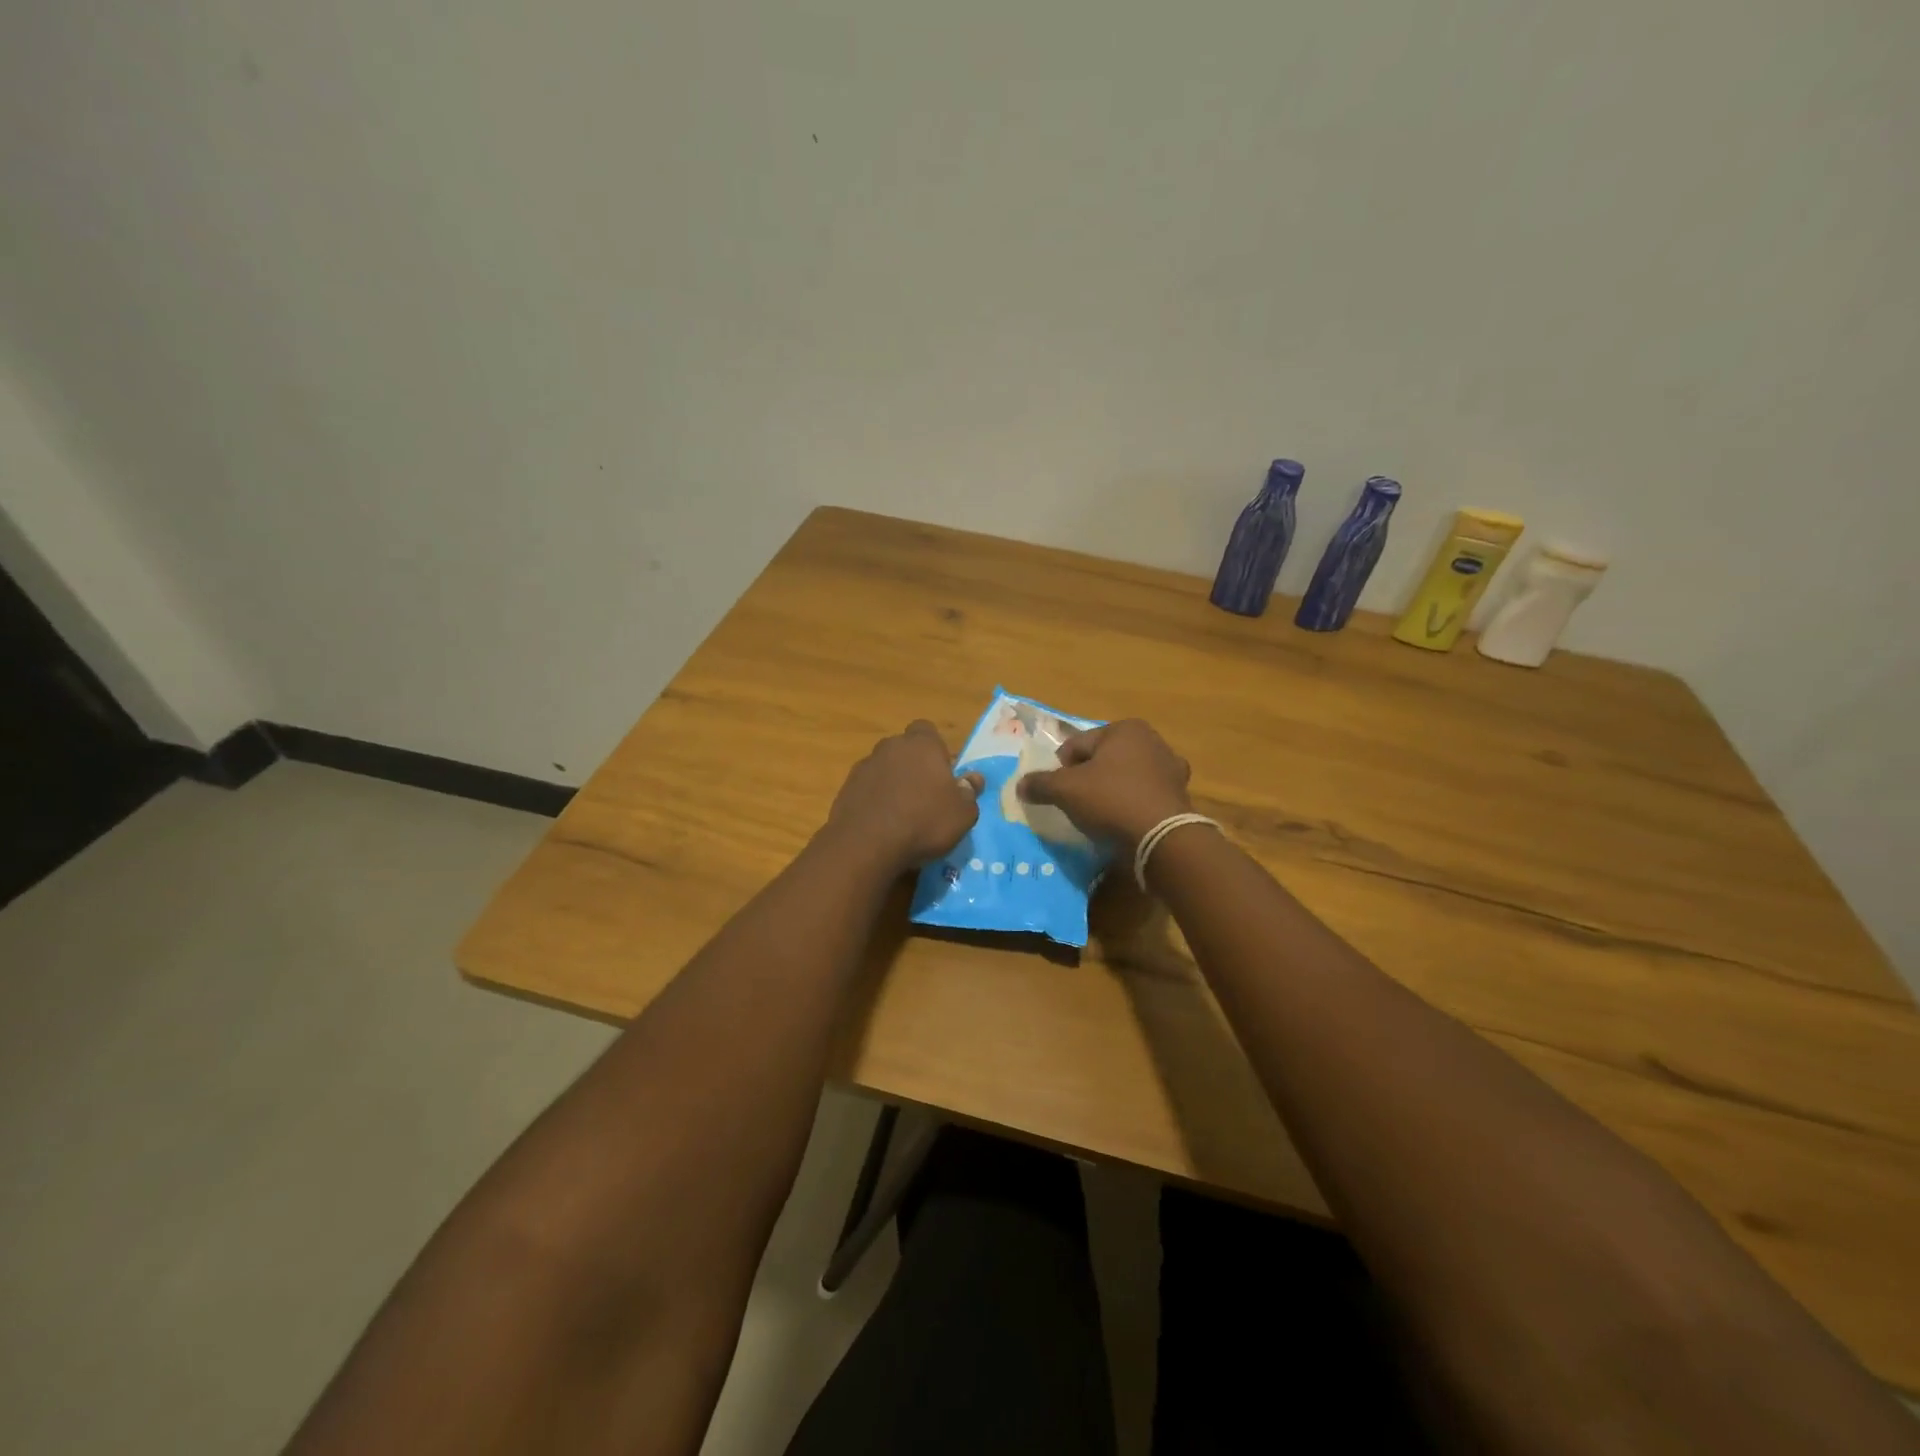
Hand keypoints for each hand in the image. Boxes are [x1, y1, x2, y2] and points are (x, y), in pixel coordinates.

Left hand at [824, 721, 983, 873]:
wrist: (866, 844)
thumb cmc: (924, 822)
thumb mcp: (962, 813)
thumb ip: (969, 792)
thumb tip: (973, 778)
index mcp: (922, 744)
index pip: (927, 730)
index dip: (935, 748)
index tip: (942, 772)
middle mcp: (890, 747)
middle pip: (904, 749)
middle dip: (913, 765)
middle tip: (925, 794)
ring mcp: (864, 766)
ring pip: (884, 768)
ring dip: (893, 783)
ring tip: (902, 813)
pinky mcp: (846, 788)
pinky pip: (867, 788)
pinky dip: (875, 799)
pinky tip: (882, 823)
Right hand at [1018, 719, 1191, 848]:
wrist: (1161, 838)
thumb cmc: (1110, 800)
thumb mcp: (1065, 790)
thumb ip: (1040, 784)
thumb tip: (1020, 785)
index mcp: (1125, 728)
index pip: (1076, 745)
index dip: (1061, 769)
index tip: (1059, 793)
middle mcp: (1152, 740)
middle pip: (1102, 759)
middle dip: (1088, 779)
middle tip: (1078, 805)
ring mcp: (1170, 768)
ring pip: (1125, 777)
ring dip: (1111, 792)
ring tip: (1100, 816)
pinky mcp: (1180, 795)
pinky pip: (1144, 796)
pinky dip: (1132, 805)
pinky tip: (1124, 823)